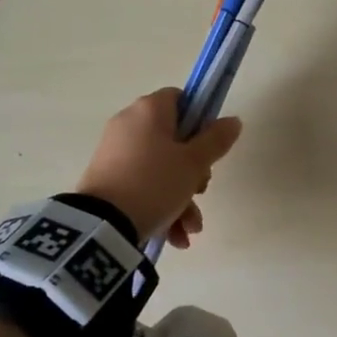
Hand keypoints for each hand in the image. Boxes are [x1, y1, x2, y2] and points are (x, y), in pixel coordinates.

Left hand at [75, 89, 242, 247]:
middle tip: (201, 191)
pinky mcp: (106, 180)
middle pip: (173, 140)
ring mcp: (115, 153)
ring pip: (160, 170)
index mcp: (149, 110)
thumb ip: (216, 140)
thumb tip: (233, 120)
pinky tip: (174, 237)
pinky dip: (160, 207)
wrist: (103, 224)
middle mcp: (128, 125)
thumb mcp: (194, 163)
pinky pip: (142, 187)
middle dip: (193, 173)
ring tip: (190, 230)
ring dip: (181, 200)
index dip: (200, 120)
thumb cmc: (155, 183)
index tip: (210, 147)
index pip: (180, 99)